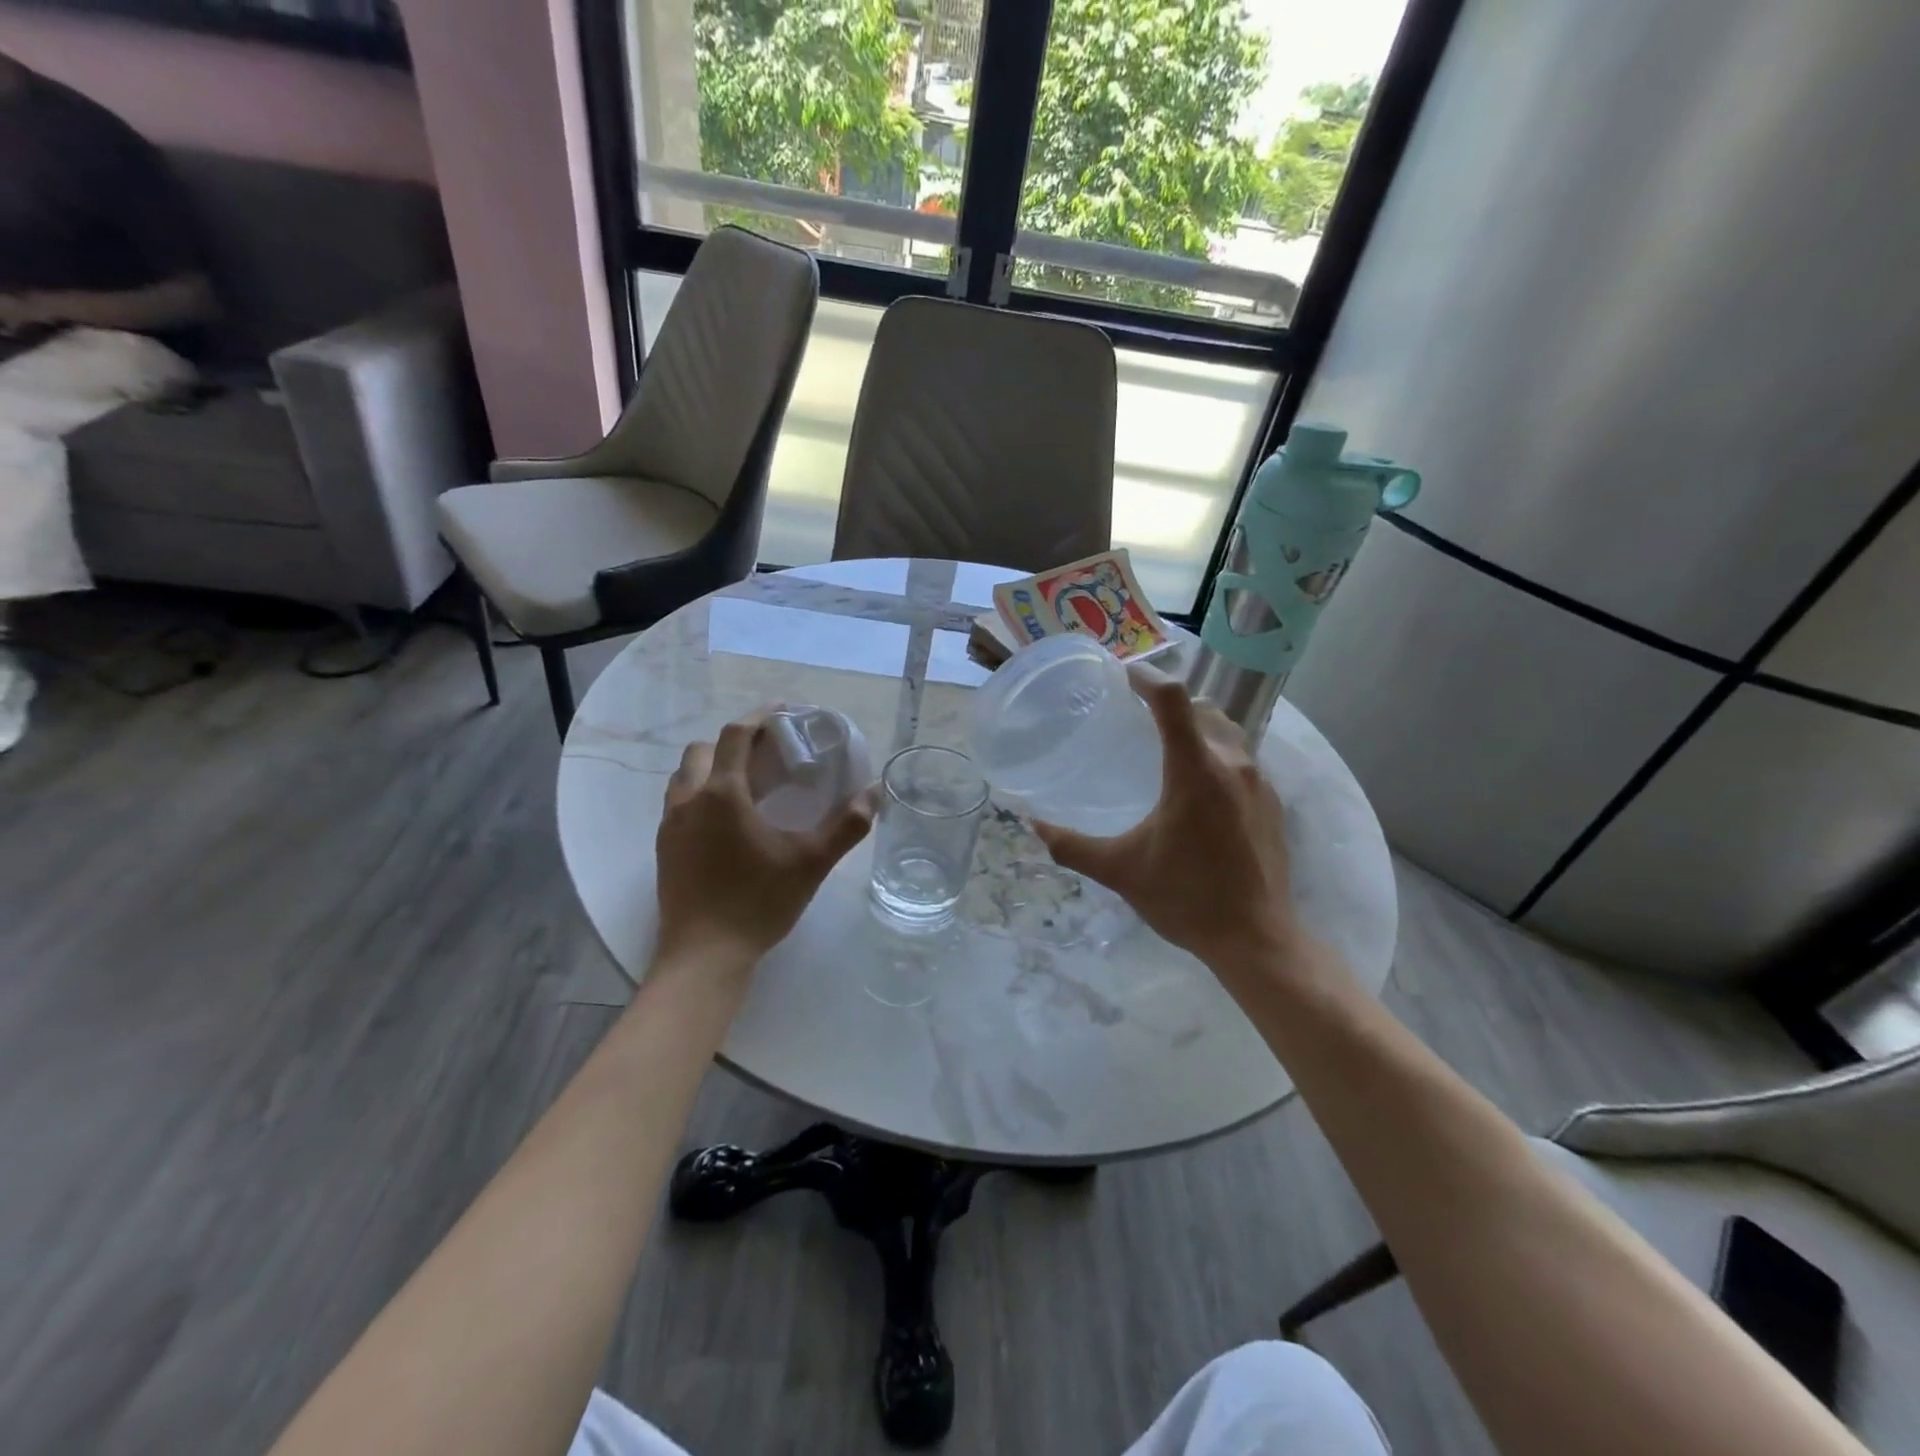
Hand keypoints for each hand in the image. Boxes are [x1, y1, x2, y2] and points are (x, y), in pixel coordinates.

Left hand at [654, 708, 875, 967]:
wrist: (704, 956)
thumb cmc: (758, 903)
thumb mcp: (811, 863)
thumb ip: (846, 826)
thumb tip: (875, 793)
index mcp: (723, 794)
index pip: (735, 735)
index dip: (759, 717)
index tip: (783, 711)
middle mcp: (689, 800)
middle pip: (702, 749)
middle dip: (733, 741)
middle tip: (766, 752)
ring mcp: (670, 825)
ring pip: (684, 776)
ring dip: (712, 766)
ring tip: (746, 783)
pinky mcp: (664, 849)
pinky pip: (678, 803)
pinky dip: (700, 793)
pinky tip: (726, 821)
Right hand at [1033, 672, 1306, 978]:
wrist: (1257, 939)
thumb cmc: (1185, 898)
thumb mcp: (1120, 871)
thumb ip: (1071, 846)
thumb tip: (1031, 826)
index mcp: (1194, 771)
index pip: (1172, 699)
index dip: (1145, 677)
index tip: (1121, 677)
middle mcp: (1232, 764)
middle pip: (1201, 707)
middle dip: (1169, 701)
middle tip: (1135, 713)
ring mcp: (1259, 782)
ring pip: (1227, 730)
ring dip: (1196, 725)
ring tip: (1165, 742)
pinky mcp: (1272, 802)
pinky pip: (1242, 758)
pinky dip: (1216, 752)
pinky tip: (1197, 785)